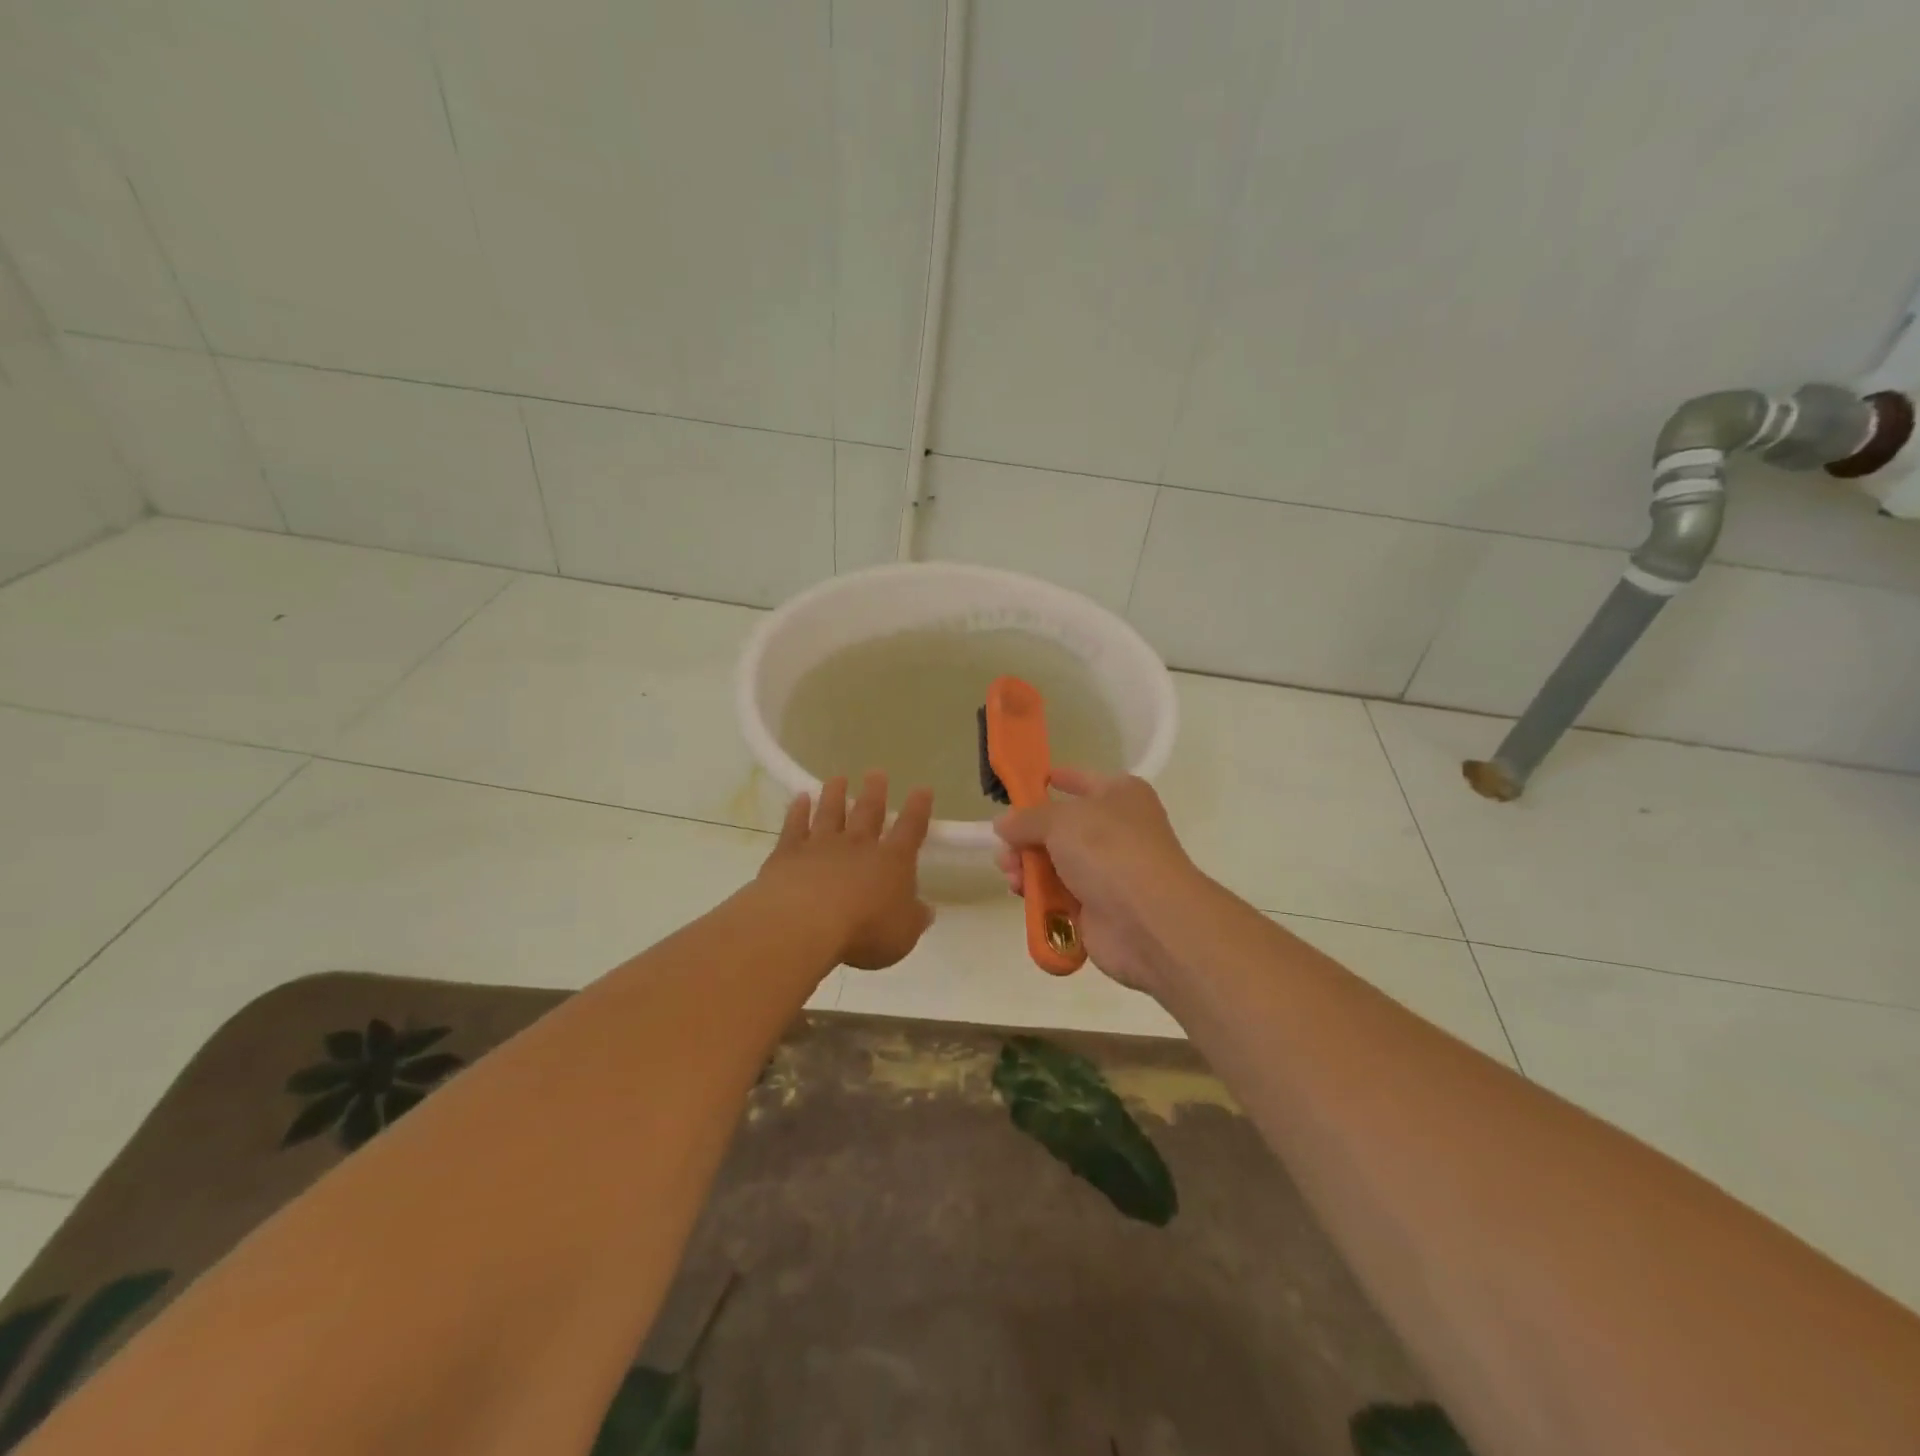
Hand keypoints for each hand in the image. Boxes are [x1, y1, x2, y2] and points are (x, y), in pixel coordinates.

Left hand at [758, 772, 935, 969]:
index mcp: (892, 862)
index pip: (911, 829)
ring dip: (835, 794)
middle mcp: (859, 845)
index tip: (922, 789)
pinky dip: (798, 811)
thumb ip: (914, 919)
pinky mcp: (789, 853)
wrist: (804, 923)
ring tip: (838, 778)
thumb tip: (926, 910)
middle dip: (875, 792)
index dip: (919, 809)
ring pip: (831, 812)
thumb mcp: (902, 936)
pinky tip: (800, 798)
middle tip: (876, 773)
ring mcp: (821, 845)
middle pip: (869, 812)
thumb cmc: (863, 932)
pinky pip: (795, 826)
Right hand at [993, 768, 1210, 993]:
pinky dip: (1039, 894)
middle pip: (1059, 827)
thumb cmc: (1109, 851)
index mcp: (1119, 795)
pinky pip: (1059, 895)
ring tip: (1010, 873)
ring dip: (1027, 867)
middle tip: (1005, 848)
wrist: (1148, 921)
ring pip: (1055, 863)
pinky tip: (1021, 894)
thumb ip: (1026, 818)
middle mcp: (1116, 829)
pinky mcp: (1098, 907)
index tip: (1019, 789)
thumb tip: (1004, 823)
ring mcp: (1108, 870)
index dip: (1051, 781)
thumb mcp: (1060, 820)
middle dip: (1026, 836)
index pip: (1080, 780)